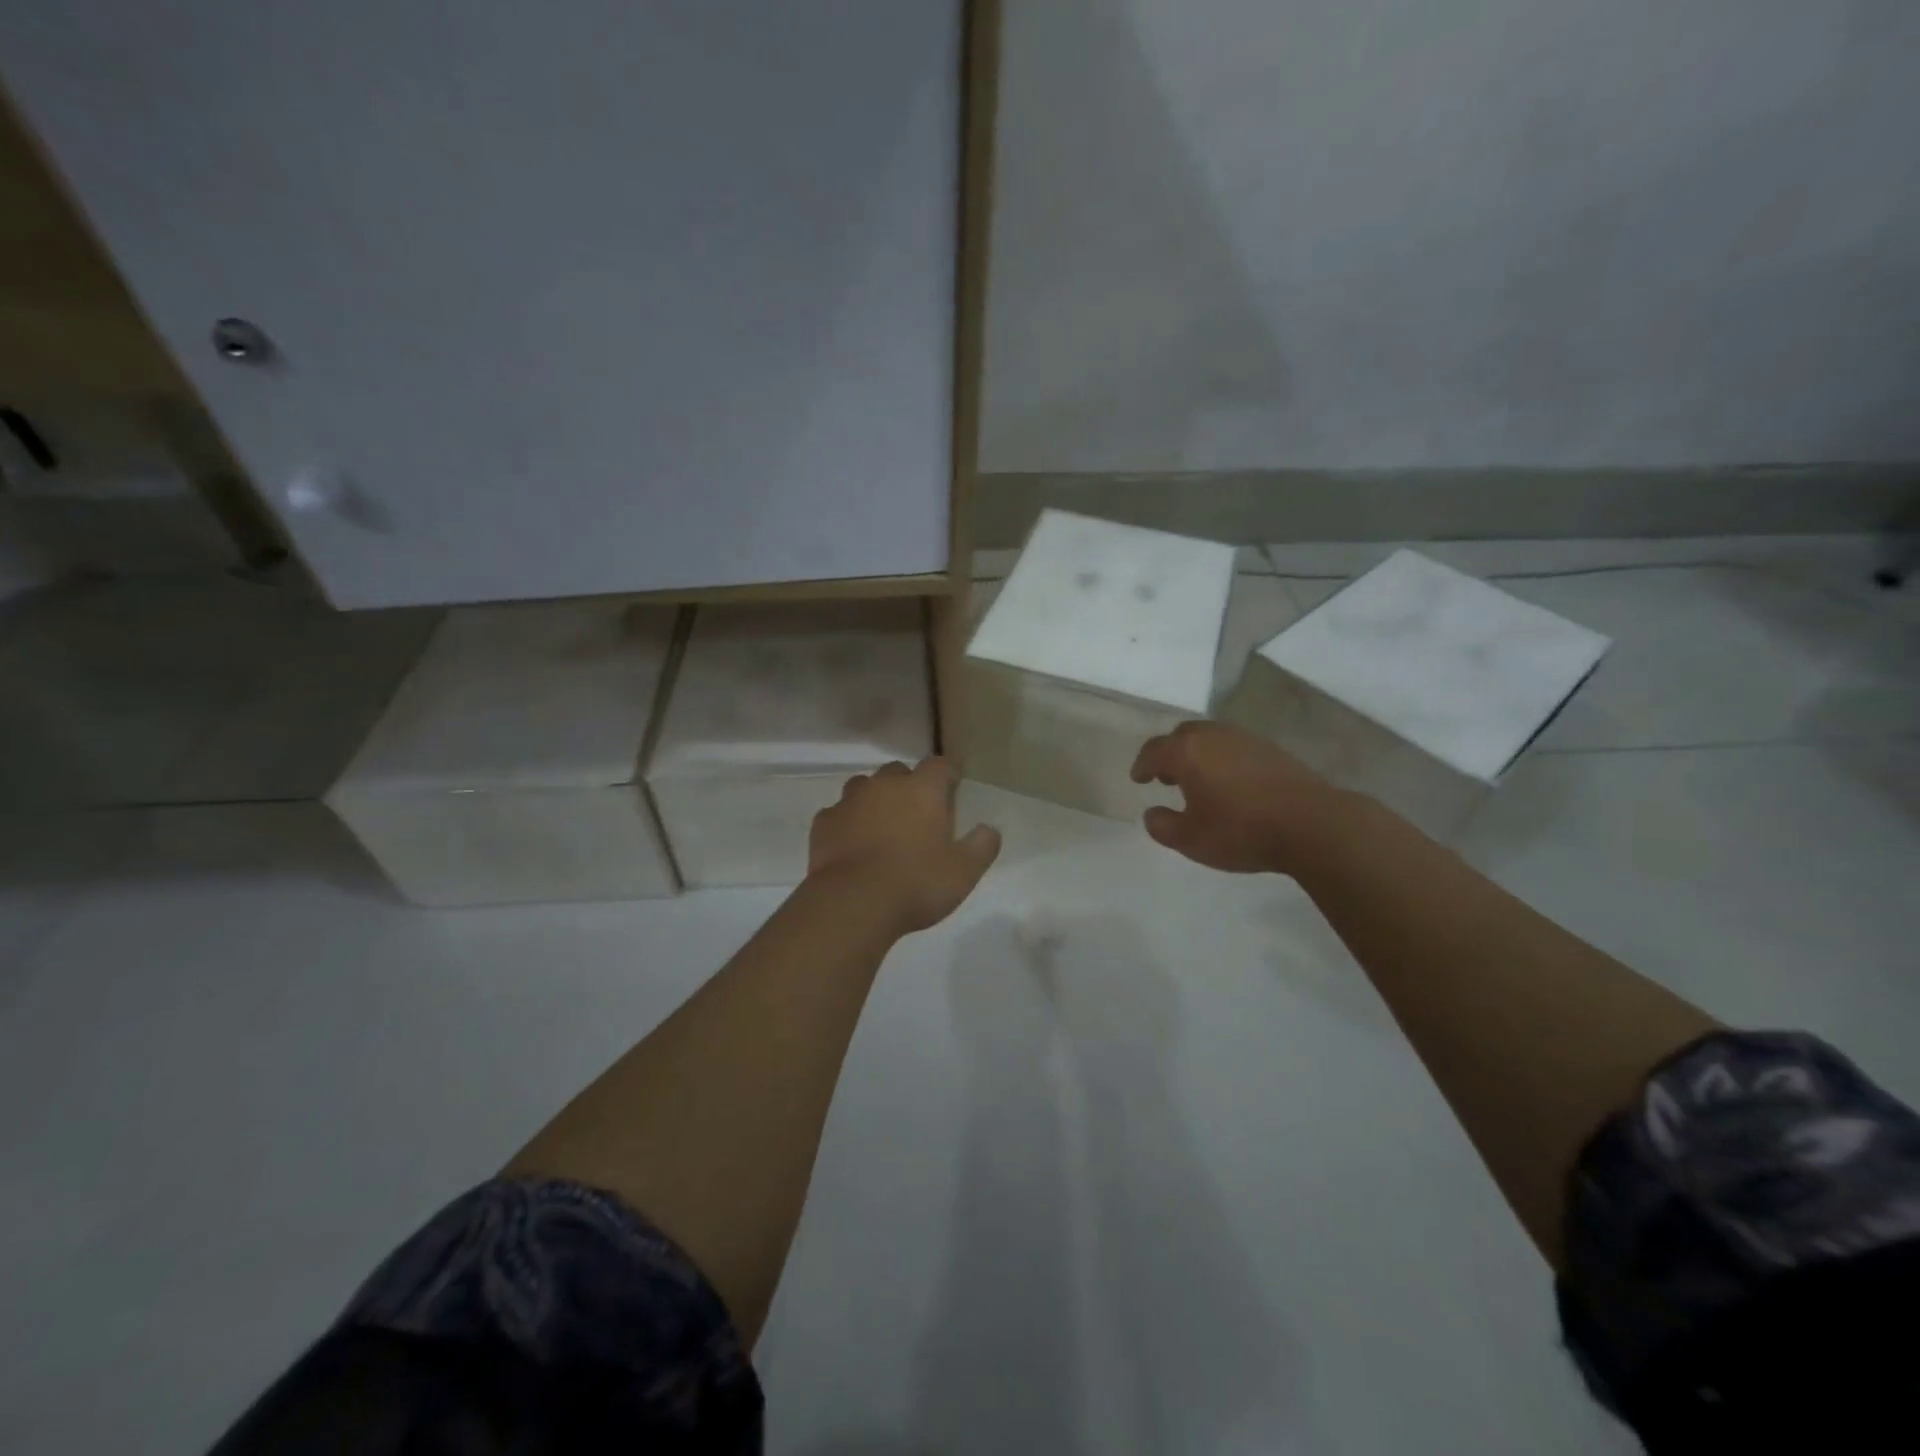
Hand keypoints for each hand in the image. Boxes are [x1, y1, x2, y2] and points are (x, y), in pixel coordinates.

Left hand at [808, 758, 1001, 934]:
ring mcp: (849, 801)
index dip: (947, 774)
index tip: (952, 788)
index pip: (939, 765)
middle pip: (898, 771)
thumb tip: (989, 829)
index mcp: (922, 790)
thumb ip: (982, 846)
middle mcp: (884, 785)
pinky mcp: (823, 822)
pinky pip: (838, 813)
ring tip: (882, 827)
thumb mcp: (964, 871)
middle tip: (917, 814)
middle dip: (908, 786)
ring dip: (875, 800)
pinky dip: (847, 822)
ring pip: (864, 787)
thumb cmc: (916, 883)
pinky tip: (852, 844)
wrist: (853, 904)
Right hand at [1130, 721, 1346, 874]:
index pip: (1154, 751)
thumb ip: (1162, 826)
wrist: (1312, 824)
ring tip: (1198, 780)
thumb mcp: (1190, 839)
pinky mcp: (1272, 749)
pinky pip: (1234, 747)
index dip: (1142, 765)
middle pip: (1182, 736)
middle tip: (1166, 776)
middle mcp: (1213, 736)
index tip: (1138, 779)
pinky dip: (1222, 759)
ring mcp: (1245, 739)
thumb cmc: (1241, 830)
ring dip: (1198, 755)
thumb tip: (1152, 813)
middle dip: (1169, 754)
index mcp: (1187, 752)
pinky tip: (1229, 783)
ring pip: (1211, 738)